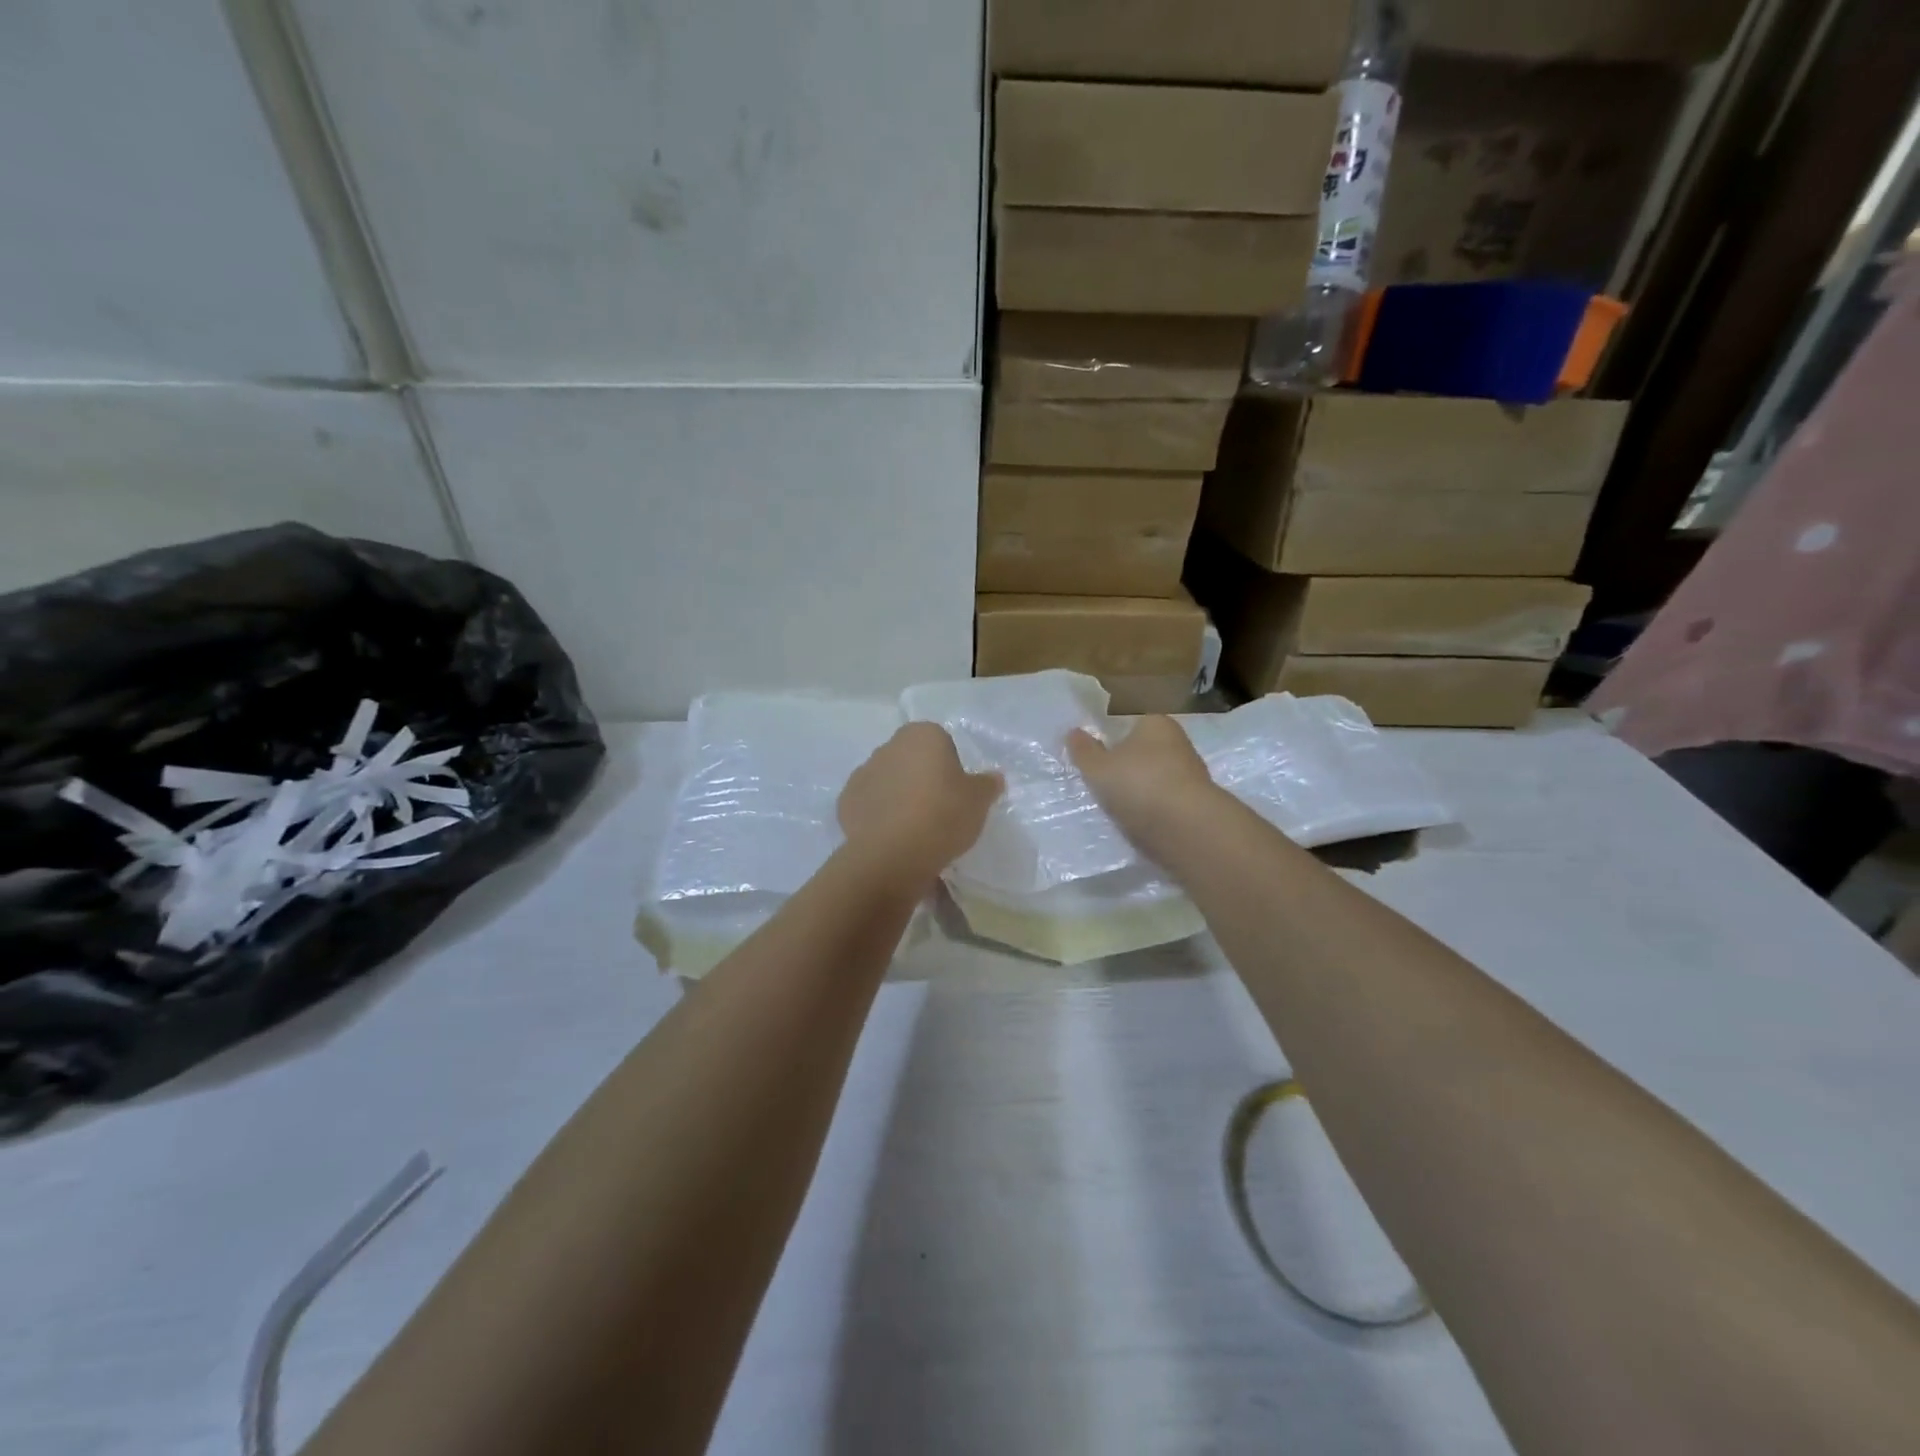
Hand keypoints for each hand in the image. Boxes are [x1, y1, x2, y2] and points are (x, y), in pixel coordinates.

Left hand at [838, 723, 1002, 884]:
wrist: (893, 854)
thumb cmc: (943, 815)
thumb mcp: (979, 801)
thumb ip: (987, 784)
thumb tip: (993, 777)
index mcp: (922, 735)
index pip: (940, 741)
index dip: (950, 765)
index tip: (956, 791)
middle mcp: (889, 746)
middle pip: (911, 759)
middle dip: (921, 778)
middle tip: (939, 809)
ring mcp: (862, 773)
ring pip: (888, 781)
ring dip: (899, 796)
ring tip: (914, 828)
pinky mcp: (845, 802)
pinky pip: (870, 805)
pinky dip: (879, 816)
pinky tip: (893, 838)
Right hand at [1067, 716, 1218, 854]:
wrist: (1186, 829)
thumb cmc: (1138, 784)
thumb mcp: (1098, 767)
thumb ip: (1084, 750)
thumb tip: (1073, 732)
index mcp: (1156, 723)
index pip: (1132, 722)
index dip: (1112, 738)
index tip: (1096, 756)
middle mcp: (1179, 743)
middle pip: (1145, 751)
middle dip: (1127, 765)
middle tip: (1101, 782)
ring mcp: (1191, 775)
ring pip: (1156, 778)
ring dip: (1139, 790)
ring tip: (1116, 806)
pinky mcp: (1196, 805)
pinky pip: (1165, 802)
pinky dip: (1151, 810)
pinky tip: (1137, 822)